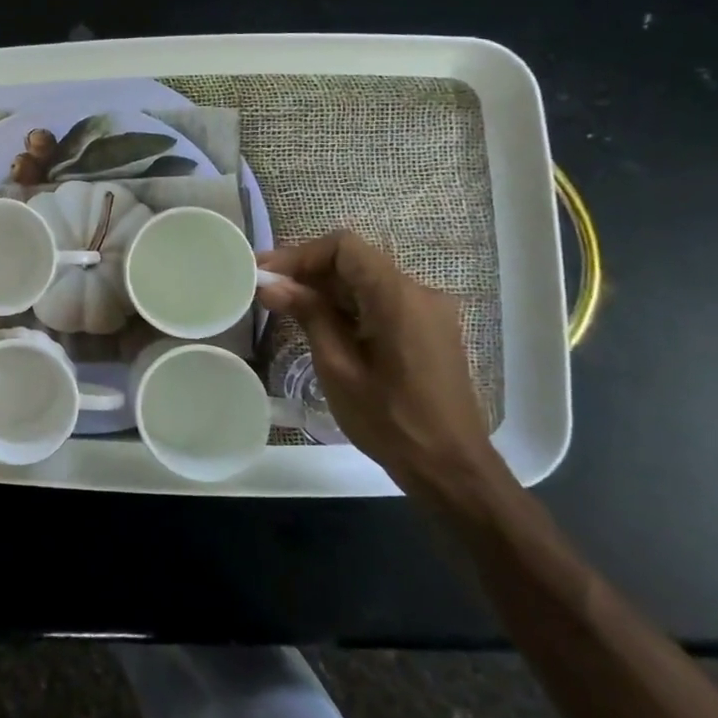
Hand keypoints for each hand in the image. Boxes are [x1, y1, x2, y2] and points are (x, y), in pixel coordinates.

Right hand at [256, 231, 496, 494]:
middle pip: (355, 262)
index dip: (301, 254)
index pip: (344, 247)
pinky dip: (347, 305)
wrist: (452, 470)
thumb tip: (270, 283)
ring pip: (366, 281)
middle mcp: (419, 294)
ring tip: (284, 305)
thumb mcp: (338, 367)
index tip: (266, 272)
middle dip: (308, 271)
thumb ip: (308, 315)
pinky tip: (319, 324)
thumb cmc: (390, 421)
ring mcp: (427, 313)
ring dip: (325, 289)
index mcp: (398, 297)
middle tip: (266, 288)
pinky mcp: (427, 331)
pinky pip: (380, 302)